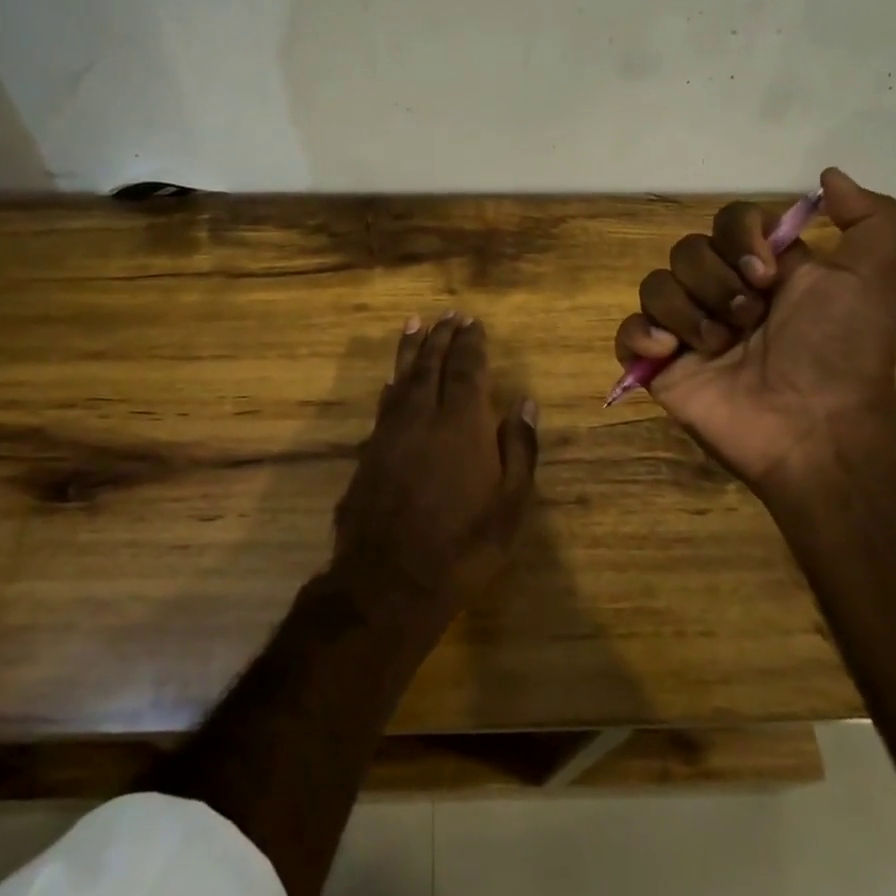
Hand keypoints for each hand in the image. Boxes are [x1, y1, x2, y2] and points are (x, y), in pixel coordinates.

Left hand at [331, 313, 539, 624]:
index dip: (471, 343)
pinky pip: (383, 403)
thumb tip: (526, 402)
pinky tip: (392, 379)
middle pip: (431, 364)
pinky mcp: (369, 452)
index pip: (467, 369)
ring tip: (416, 324)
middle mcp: (422, 416)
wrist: (389, 581)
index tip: (474, 322)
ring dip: (411, 349)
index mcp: (461, 423)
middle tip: (448, 314)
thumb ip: (519, 448)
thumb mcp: (509, 504)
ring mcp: (390, 432)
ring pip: (402, 377)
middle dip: (441, 336)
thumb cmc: (462, 546)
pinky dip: (392, 383)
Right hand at [613, 167, 895, 495]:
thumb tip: (828, 176)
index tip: (766, 274)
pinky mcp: (661, 365)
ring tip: (719, 348)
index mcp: (763, 269)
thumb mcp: (878, 277)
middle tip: (748, 320)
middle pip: (686, 250)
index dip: (739, 237)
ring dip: (688, 313)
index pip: (728, 219)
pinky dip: (642, 337)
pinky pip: (628, 331)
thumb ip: (871, 217)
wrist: (815, 429)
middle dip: (716, 283)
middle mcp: (722, 292)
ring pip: (655, 285)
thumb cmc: (840, 351)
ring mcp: (688, 329)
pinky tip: (671, 354)